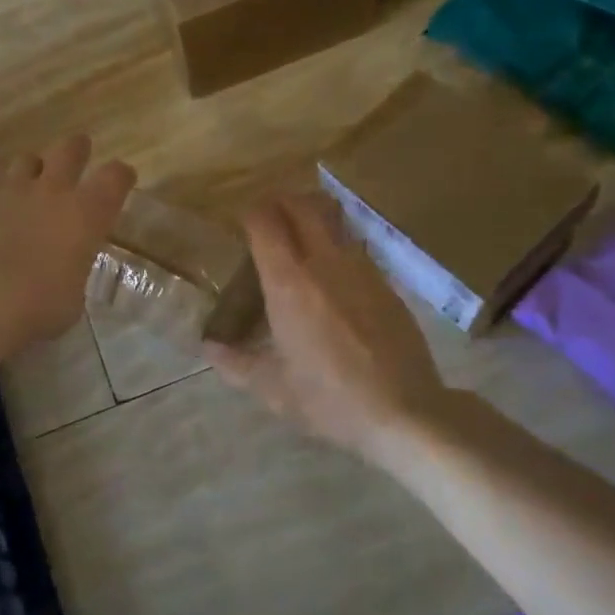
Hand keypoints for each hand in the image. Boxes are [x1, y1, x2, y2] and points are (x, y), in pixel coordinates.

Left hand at [0, 135, 136, 349]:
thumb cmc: (42, 302)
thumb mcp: (73, 297)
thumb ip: (71, 275)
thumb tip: (63, 278)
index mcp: (87, 213)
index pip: (115, 177)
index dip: (120, 176)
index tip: (123, 178)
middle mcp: (52, 191)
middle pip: (68, 151)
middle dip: (76, 149)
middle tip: (78, 150)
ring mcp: (10, 191)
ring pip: (25, 162)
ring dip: (30, 170)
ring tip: (29, 181)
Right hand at [205, 192, 443, 460]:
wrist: (404, 411)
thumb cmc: (329, 400)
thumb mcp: (272, 389)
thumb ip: (235, 363)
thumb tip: (209, 347)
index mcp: (289, 284)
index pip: (265, 221)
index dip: (250, 214)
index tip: (241, 225)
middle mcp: (324, 263)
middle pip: (302, 205)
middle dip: (281, 203)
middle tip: (267, 221)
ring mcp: (361, 269)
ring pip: (334, 220)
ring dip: (311, 218)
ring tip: (298, 241)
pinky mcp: (386, 282)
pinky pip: (355, 246)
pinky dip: (336, 245)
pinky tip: (332, 277)